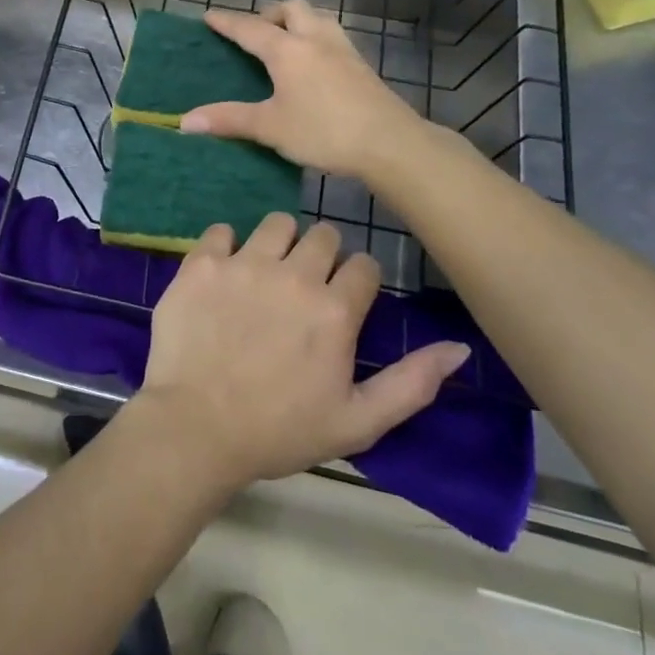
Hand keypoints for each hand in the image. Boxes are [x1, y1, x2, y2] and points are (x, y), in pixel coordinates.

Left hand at [136, 214, 471, 490]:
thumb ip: (412, 382)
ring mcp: (244, 263)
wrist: (195, 428)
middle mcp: (294, 274)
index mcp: (335, 309)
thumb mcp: (357, 422)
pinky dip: (225, 246)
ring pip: (276, 223)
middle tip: (304, 286)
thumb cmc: (279, 431)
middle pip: (323, 235)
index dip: (357, 280)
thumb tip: (460, 347)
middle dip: (322, 255)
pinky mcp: (202, 263)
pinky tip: (224, 273)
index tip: (344, 297)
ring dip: (278, 242)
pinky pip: (221, 230)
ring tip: (266, 272)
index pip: (364, 265)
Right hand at [180, 0, 444, 181]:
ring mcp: (343, 50)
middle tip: (256, 36)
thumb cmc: (324, 131)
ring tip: (285, 45)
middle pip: (291, 9)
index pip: (249, 28)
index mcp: (287, 49)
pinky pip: (332, 37)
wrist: (390, 143)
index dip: (227, 22)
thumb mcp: (270, 127)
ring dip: (297, 22)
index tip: (209, 16)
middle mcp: (315, 39)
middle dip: (269, 14)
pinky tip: (314, 67)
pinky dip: (315, 39)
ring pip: (317, 18)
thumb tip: (184, 121)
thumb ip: (228, 120)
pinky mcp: (362, 66)